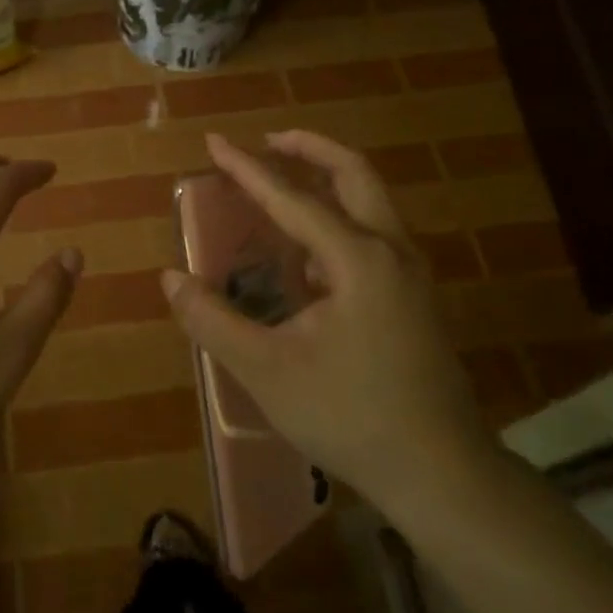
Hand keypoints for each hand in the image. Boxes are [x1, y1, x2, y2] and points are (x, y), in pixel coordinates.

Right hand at [161, 131, 494, 504]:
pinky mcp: (416, 298)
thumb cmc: (349, 416)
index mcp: (358, 258)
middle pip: (354, 174)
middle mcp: (392, 251)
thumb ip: (213, 320)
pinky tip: (310, 255)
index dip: (247, 169)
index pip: (292, 198)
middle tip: (269, 141)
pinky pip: (375, 234)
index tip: (214, 141)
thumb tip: (171, 279)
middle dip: (309, 149)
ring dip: (329, 181)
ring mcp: (412, 274)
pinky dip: (341, 218)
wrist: (441, 472)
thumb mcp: (266, 370)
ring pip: (372, 202)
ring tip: (284, 186)